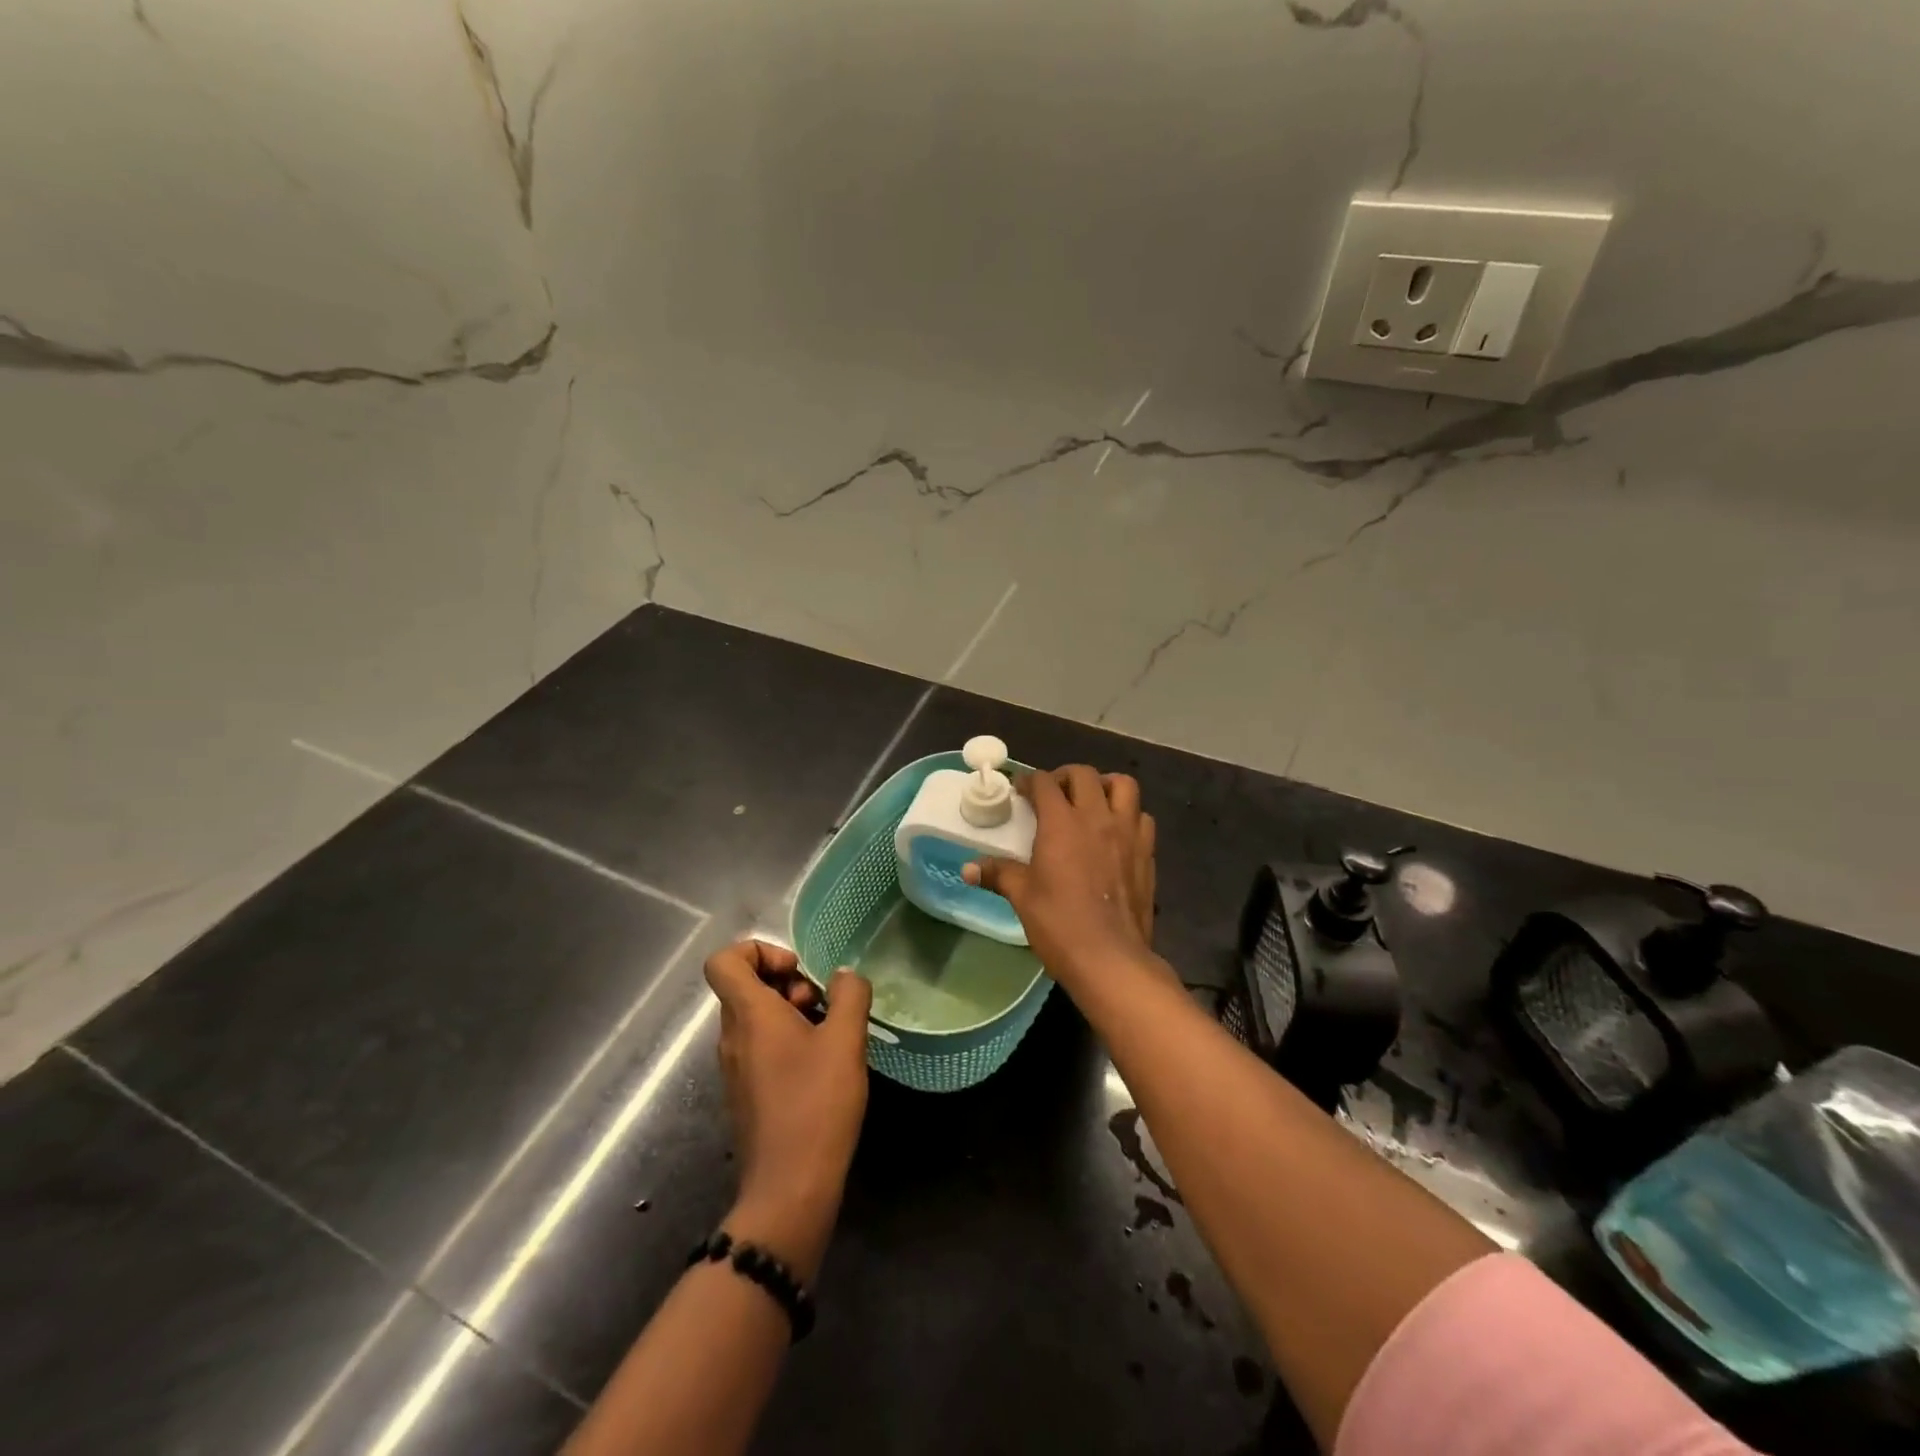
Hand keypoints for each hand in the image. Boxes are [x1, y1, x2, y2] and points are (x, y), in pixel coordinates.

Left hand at [704, 941, 871, 1280]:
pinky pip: (759, 1047)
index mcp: (748, 1015)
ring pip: (755, 1017)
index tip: (796, 971)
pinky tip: (821, 1065)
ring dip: (791, 1012)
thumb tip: (844, 976)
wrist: (789, 1189)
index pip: (724, 961)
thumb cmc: (816, 1105)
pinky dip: (787, 1041)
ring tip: (828, 1033)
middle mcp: (732, 1037)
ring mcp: (735, 1068)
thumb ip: (850, 995)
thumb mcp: (846, 1041)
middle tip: (821, 1004)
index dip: (758, 951)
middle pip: (745, 986)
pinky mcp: (746, 1093)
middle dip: (786, 982)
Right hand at [964, 766, 1159, 991]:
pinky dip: (1128, 815)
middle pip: (1084, 775)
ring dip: (1104, 785)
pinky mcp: (1147, 853)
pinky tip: (1116, 833)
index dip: (1029, 781)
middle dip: (1064, 777)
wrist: (1110, 958)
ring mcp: (1127, 833)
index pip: (1044, 783)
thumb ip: (998, 874)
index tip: (1020, 791)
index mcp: (1062, 823)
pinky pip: (1142, 818)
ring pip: (1123, 786)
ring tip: (1091, 802)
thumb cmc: (1059, 924)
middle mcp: (1097, 818)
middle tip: (1053, 794)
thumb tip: (968, 868)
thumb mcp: (1022, 897)